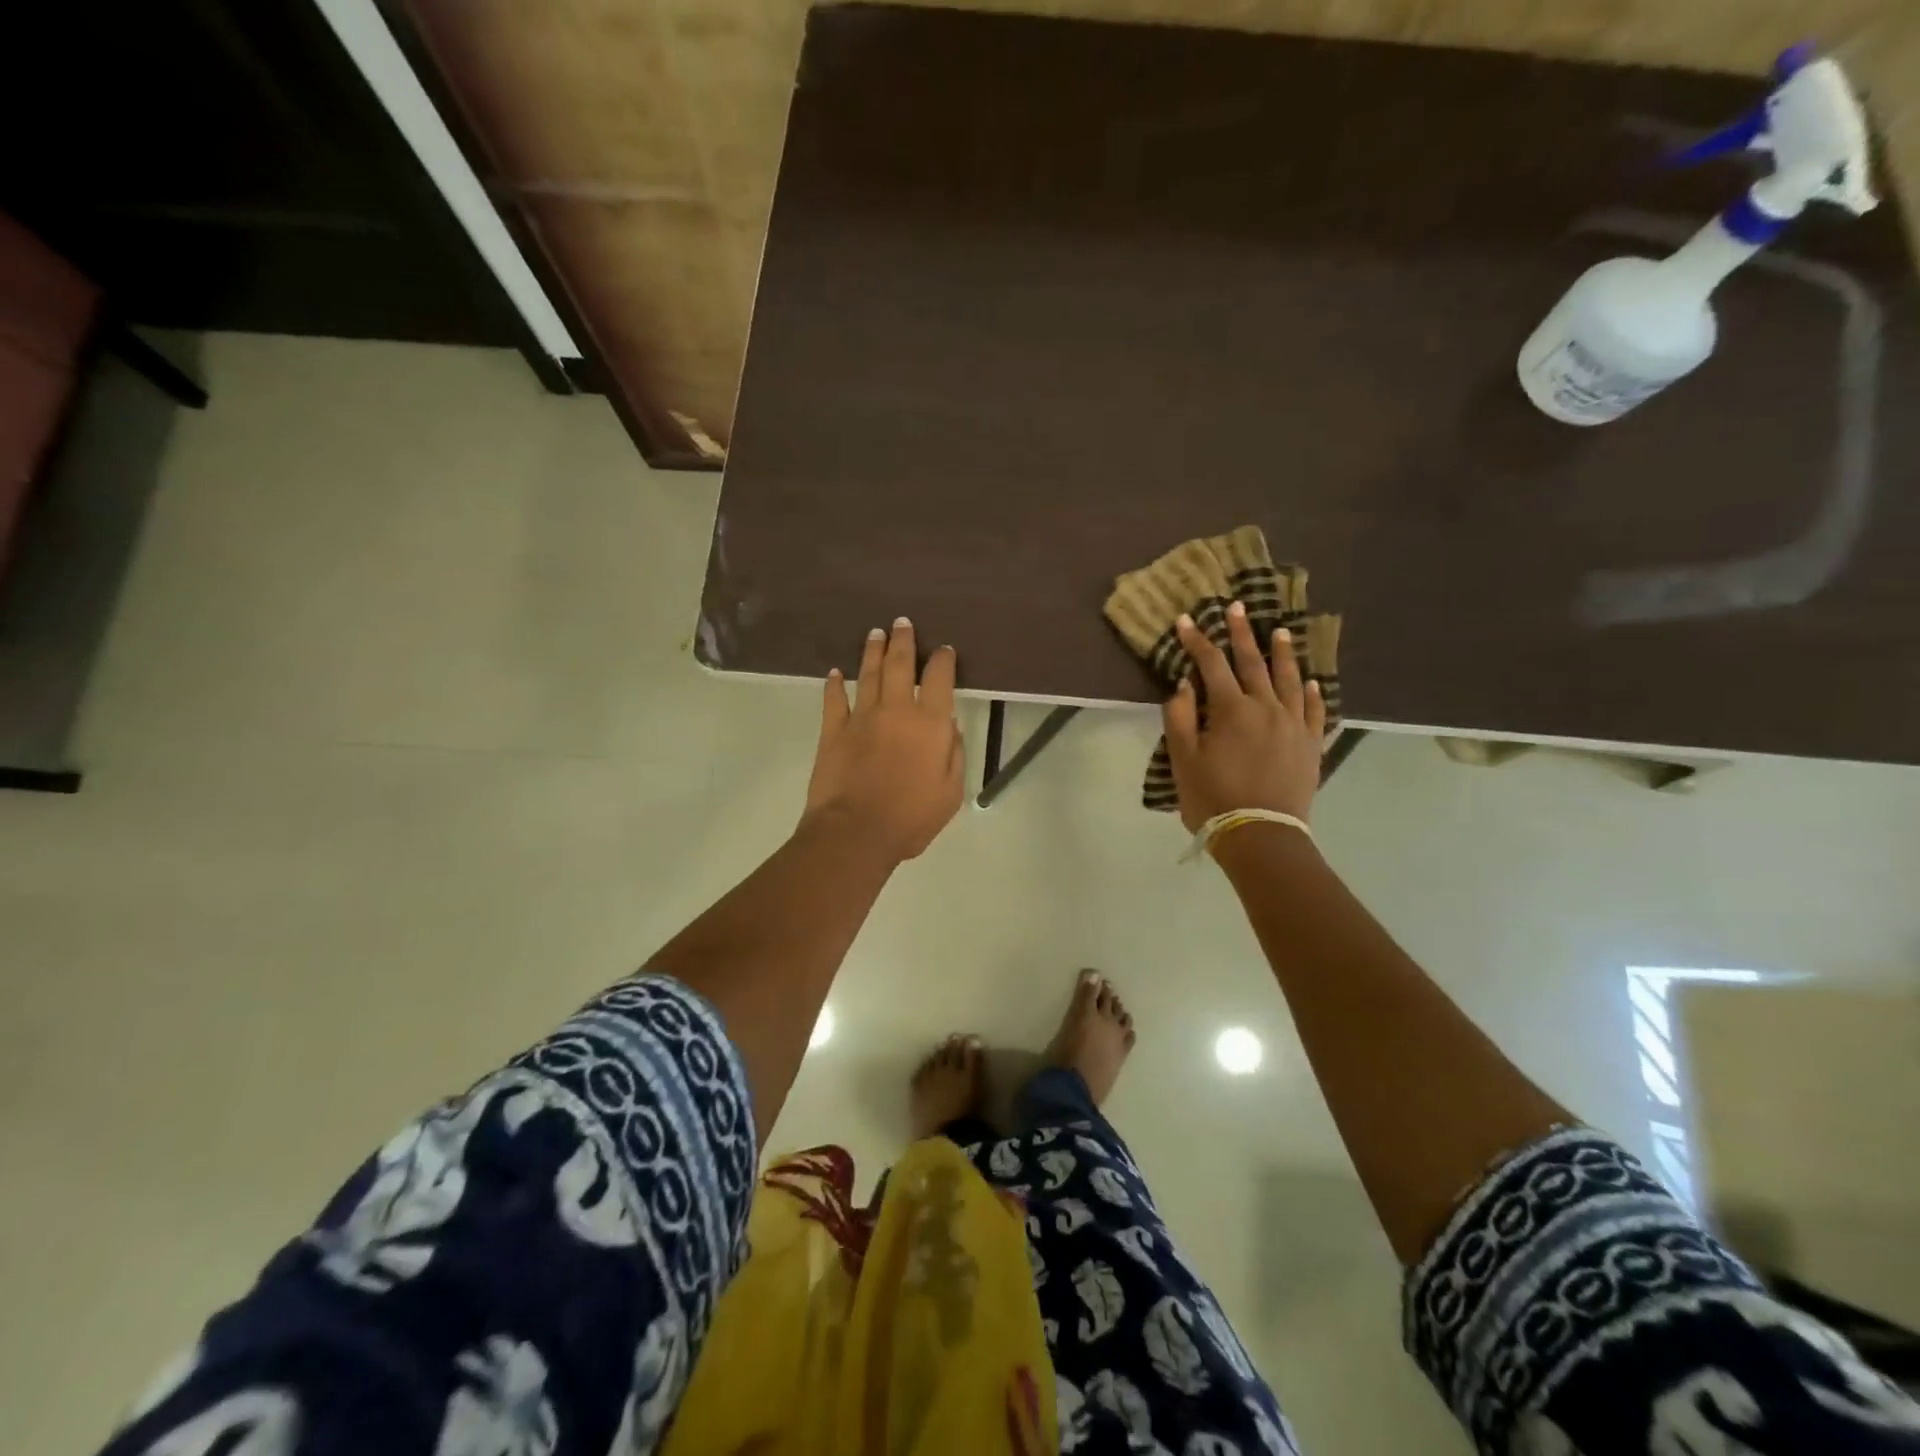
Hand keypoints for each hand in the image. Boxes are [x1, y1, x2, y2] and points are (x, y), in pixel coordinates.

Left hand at [804, 618, 964, 862]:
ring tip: (875, 633)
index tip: (944, 650)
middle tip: (901, 622)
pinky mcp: (833, 731)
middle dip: (903, 640)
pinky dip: (834, 684)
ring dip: (872, 652)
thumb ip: (954, 754)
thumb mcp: (950, 793)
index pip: (940, 678)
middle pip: (900, 665)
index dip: (943, 660)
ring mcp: (861, 717)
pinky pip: (834, 700)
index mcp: (930, 724)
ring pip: (868, 674)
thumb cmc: (911, 818)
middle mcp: (896, 710)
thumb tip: (951, 726)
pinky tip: (835, 673)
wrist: (856, 832)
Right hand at [1162, 602, 1325, 831]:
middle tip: (1237, 607)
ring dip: (1282, 653)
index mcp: (1231, 709)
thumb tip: (1186, 684)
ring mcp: (1293, 724)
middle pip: (1252, 663)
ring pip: (1288, 680)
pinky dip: (1310, 692)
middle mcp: (1266, 707)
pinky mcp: (1310, 744)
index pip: (1211, 664)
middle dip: (1241, 633)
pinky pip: (1313, 710)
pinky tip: (1309, 681)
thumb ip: (1181, 717)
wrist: (1261, 835)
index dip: (1197, 640)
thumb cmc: (1213, 798)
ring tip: (1280, 631)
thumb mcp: (1183, 759)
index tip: (1186, 620)